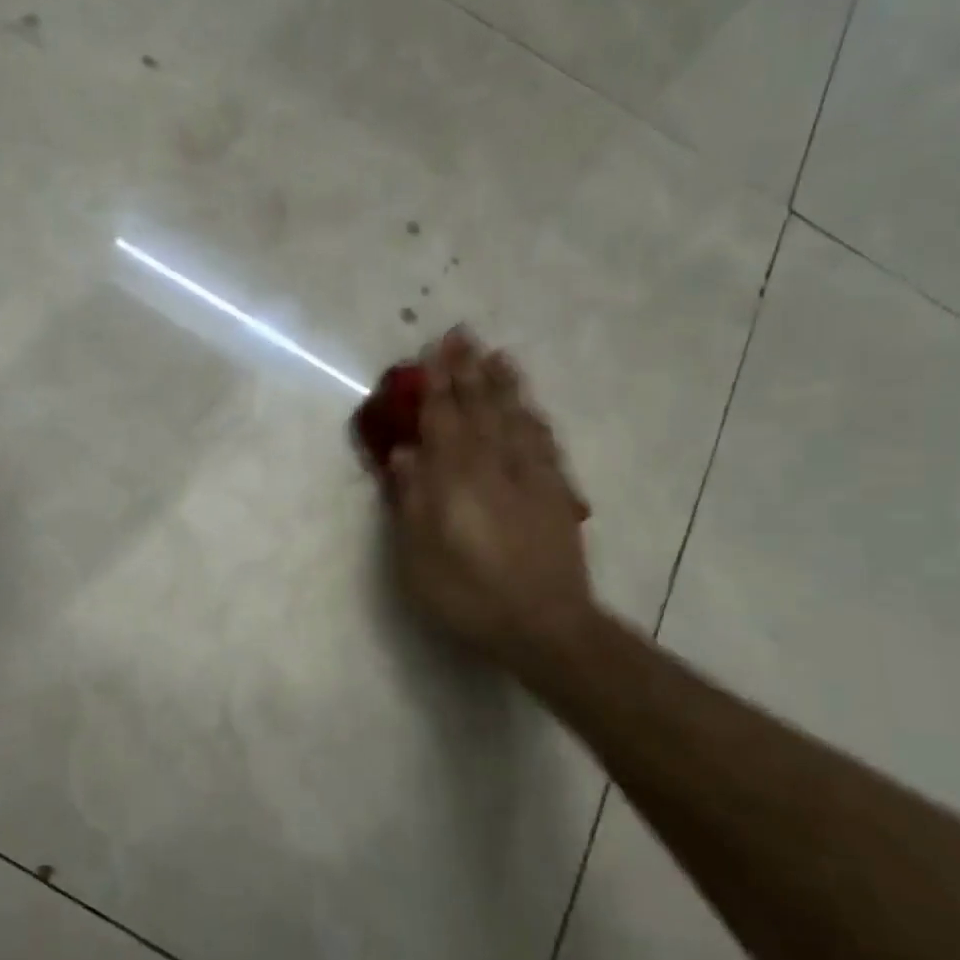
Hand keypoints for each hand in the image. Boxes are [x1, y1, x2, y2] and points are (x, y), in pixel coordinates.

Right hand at [387, 328, 597, 671]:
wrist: (543, 625)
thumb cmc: (467, 594)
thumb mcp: (419, 556)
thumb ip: (410, 501)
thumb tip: (404, 454)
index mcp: (456, 478)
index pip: (444, 419)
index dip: (435, 384)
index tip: (430, 351)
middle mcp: (495, 466)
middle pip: (480, 408)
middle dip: (468, 370)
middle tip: (462, 335)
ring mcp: (531, 478)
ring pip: (516, 418)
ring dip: (504, 385)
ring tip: (497, 356)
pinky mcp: (555, 494)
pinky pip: (544, 442)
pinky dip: (534, 418)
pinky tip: (530, 409)